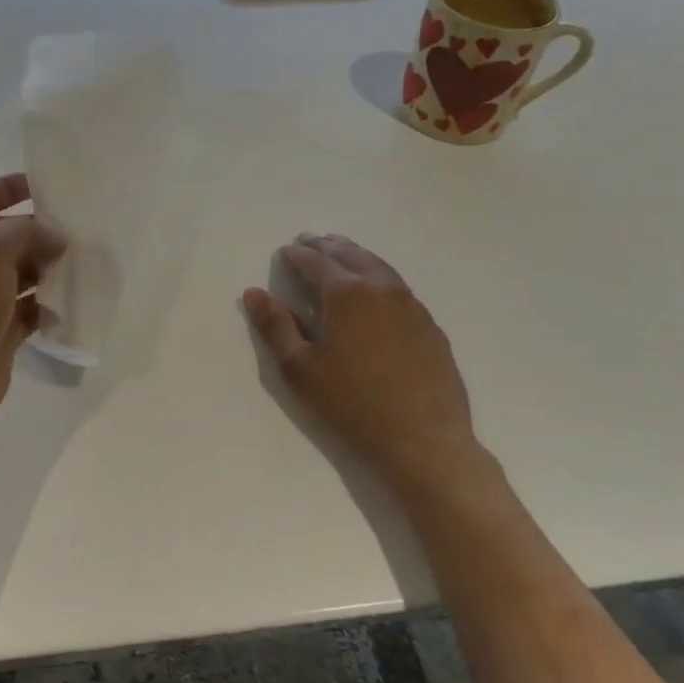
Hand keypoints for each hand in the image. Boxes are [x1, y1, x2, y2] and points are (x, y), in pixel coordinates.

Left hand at [0, 173, 65, 451]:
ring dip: (48, 268)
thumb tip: (54, 239)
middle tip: (81, 229)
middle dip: (39, 231)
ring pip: (20, 274)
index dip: (7, 188)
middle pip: (4, 236)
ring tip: (85, 263)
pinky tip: (72, 303)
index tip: (46, 186)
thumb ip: (26, 233)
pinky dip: (48, 306)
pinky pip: (28, 311)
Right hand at [242, 233, 480, 485]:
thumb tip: (253, 292)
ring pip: (379, 267)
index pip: (316, 262)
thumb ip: (275, 326)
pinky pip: (399, 288)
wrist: (423, 441)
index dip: (297, 255)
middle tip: (310, 241)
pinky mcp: (430, 326)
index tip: (285, 251)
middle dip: (327, 247)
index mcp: (347, 293)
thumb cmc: (351, 405)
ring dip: (355, 256)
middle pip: (350, 255)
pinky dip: (379, 277)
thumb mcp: (299, 369)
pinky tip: (375, 291)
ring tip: (341, 254)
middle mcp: (382, 288)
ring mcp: (412, 306)